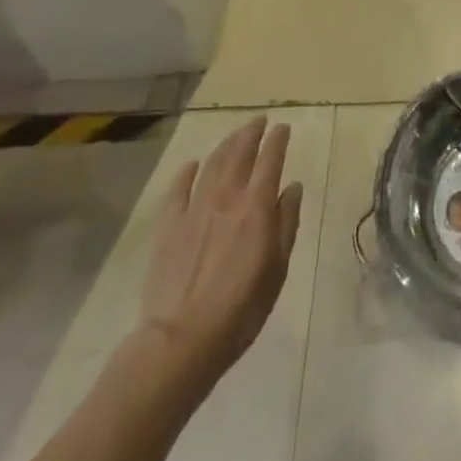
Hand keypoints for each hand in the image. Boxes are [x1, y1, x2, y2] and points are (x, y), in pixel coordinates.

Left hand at [133, 117, 302, 399]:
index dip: (278, 140)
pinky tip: (191, 165)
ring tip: (234, 136)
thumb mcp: (278, 267)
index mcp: (257, 206)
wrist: (182, 339)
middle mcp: (226, 197)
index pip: (270, 160)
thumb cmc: (242, 307)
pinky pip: (177, 190)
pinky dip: (186, 173)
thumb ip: (286, 222)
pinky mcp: (168, 226)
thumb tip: (292, 187)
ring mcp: (193, 209)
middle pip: (239, 153)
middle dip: (251, 133)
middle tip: (259, 121)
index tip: (283, 127)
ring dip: (225, 145)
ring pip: (211, 164)